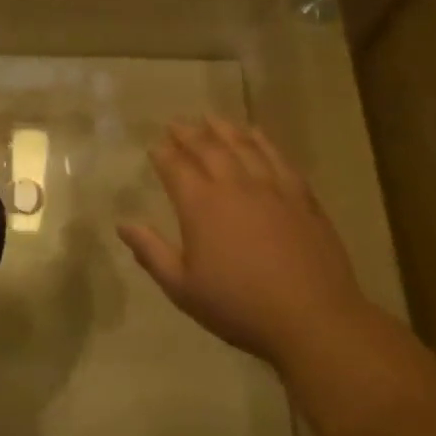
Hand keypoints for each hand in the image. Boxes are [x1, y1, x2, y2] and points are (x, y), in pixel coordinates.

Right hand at [117, 118, 368, 370]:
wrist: (311, 318)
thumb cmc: (238, 306)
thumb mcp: (182, 288)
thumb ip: (151, 252)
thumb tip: (123, 224)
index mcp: (201, 205)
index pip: (175, 167)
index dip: (162, 154)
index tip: (154, 145)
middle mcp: (235, 185)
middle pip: (208, 148)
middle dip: (188, 133)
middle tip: (176, 122)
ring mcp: (272, 187)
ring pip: (244, 145)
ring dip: (224, 129)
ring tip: (212, 118)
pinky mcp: (301, 196)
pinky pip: (279, 157)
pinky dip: (264, 141)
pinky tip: (258, 134)